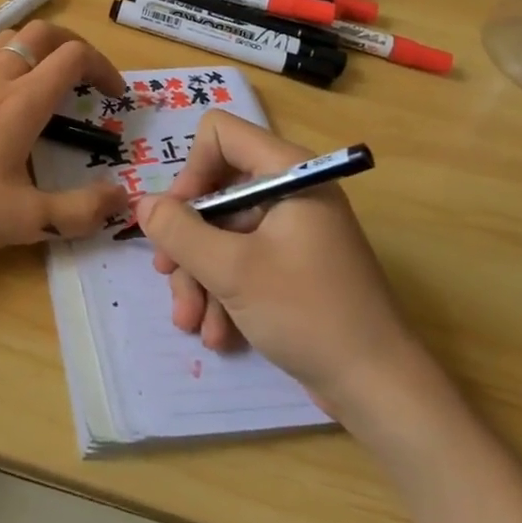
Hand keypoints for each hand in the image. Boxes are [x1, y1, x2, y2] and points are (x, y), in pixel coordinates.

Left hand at [0, 22, 129, 256]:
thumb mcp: (26, 220)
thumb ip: (80, 210)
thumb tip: (123, 199)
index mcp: (23, 101)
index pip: (73, 57)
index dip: (103, 68)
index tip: (115, 97)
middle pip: (41, 33)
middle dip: (73, 45)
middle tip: (87, 77)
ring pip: (5, 38)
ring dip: (35, 47)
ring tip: (46, 77)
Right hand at [139, 110, 423, 410]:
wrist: (378, 388)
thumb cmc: (307, 314)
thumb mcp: (232, 271)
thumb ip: (180, 231)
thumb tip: (143, 204)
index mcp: (288, 172)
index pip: (220, 134)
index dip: (191, 170)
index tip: (178, 218)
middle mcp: (290, 191)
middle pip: (215, 192)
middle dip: (188, 242)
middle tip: (168, 277)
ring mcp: (292, 230)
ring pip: (223, 233)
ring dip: (200, 276)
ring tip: (191, 322)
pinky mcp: (292, 265)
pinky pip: (243, 260)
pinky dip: (224, 292)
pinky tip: (218, 334)